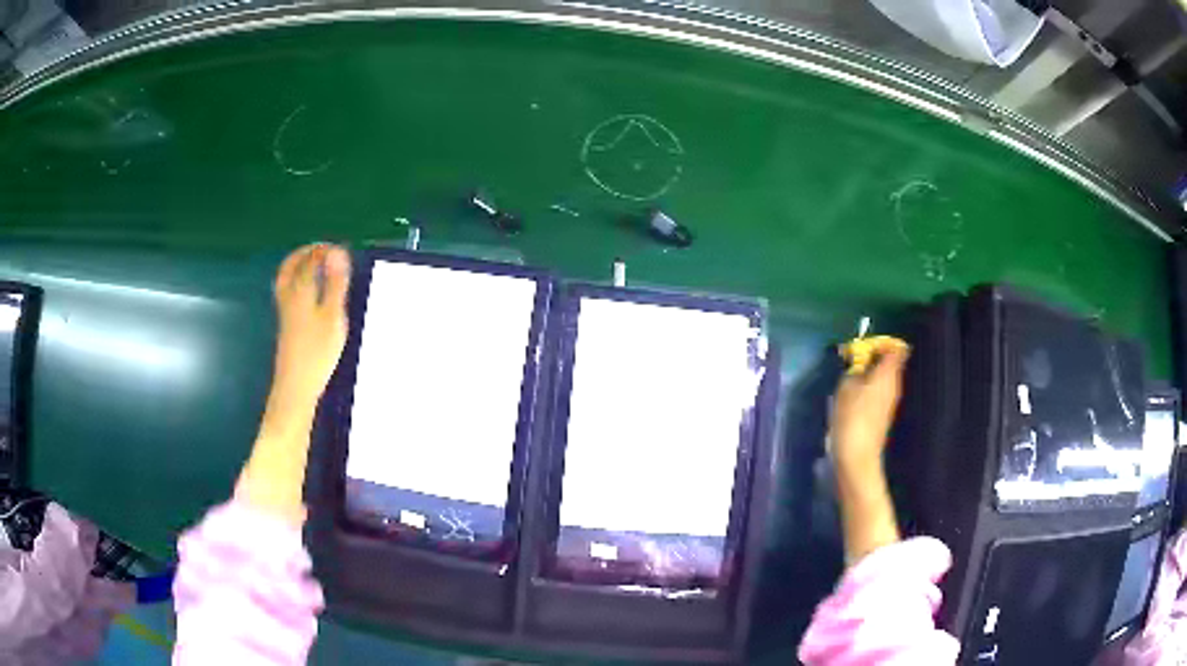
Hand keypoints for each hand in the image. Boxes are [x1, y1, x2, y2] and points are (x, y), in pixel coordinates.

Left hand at [261, 243, 350, 437]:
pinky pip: (289, 292)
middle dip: (305, 253)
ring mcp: (285, 312)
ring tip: (316, 266)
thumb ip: (335, 283)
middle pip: (291, 266)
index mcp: (300, 290)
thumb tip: (337, 251)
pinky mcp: (286, 325)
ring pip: (287, 279)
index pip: (310, 260)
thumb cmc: (317, 351)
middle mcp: (288, 296)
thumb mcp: (332, 316)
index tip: (341, 248)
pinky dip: (299, 282)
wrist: (296, 386)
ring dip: (299, 266)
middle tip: (322, 250)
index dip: (324, 251)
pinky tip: (311, 292)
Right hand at [831, 336, 909, 470]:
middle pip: (890, 363)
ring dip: (868, 374)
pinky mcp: (883, 415)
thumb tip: (857, 362)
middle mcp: (894, 384)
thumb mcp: (845, 387)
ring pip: (883, 378)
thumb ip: (853, 370)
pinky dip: (868, 389)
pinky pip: (878, 392)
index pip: (895, 349)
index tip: (863, 347)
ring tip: (849, 380)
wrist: (857, 457)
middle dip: (872, 358)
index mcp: (888, 374)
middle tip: (852, 362)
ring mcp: (890, 401)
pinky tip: (851, 398)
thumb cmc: (851, 418)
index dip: (881, 344)